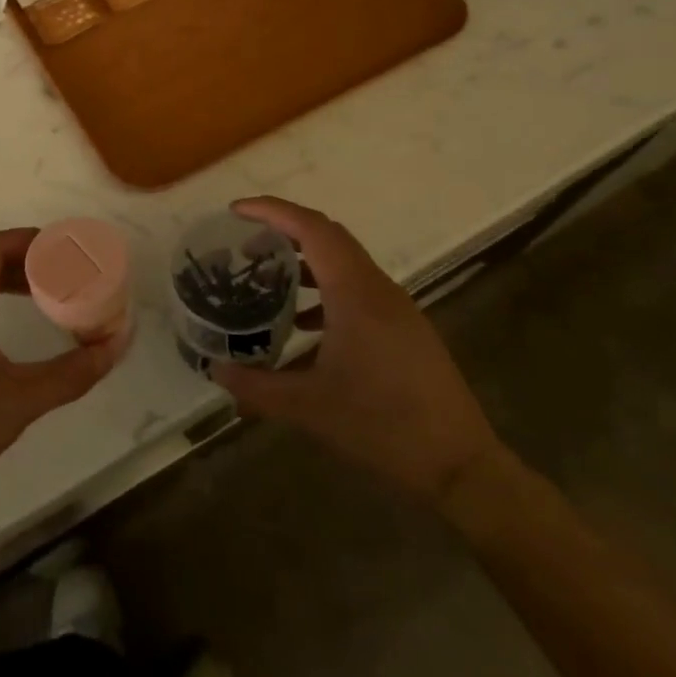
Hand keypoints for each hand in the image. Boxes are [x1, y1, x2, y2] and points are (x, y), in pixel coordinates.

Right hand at [209, 197, 500, 509]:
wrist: (460, 465)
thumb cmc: (382, 426)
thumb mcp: (309, 408)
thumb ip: (256, 387)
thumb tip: (215, 370)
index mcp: (355, 293)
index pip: (312, 228)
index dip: (272, 211)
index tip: (236, 211)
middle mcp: (377, 288)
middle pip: (328, 236)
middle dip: (284, 231)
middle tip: (245, 245)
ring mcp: (395, 306)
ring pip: (344, 261)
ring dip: (305, 261)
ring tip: (268, 280)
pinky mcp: (404, 326)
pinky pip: (357, 287)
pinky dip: (325, 288)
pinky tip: (304, 325)